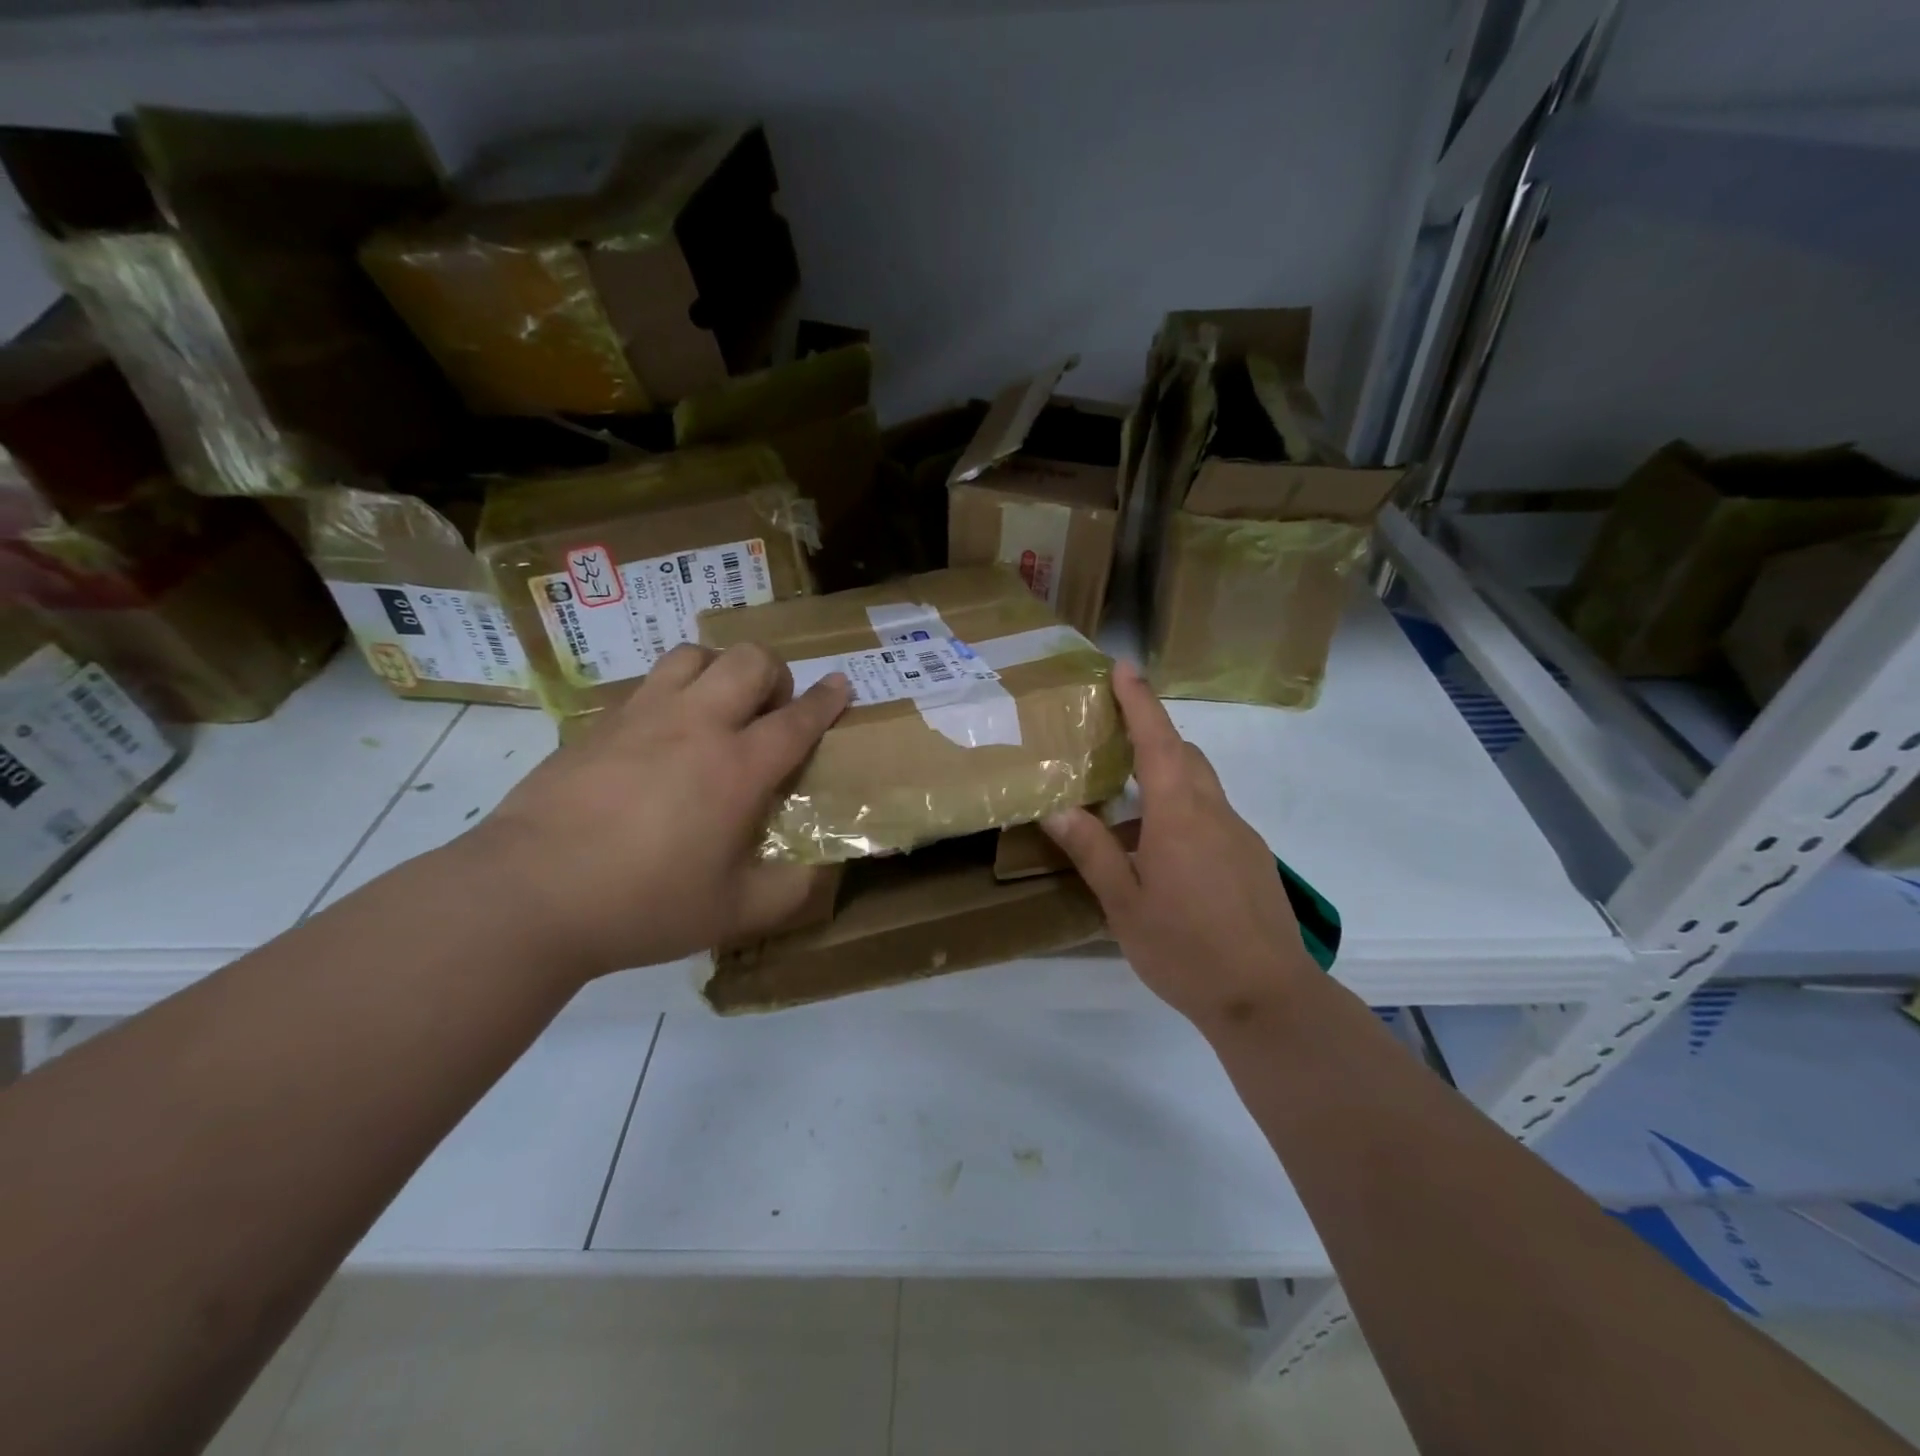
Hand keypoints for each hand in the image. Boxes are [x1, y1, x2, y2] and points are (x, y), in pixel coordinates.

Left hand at [457, 643, 849, 981]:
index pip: (796, 719)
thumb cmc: (642, 904)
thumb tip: (820, 872)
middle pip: (748, 662)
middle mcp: (694, 726)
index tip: (841, 683)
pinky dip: (671, 692)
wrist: (528, 895)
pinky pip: (647, 684)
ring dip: (719, 670)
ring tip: (717, 707)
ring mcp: (641, 717)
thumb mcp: (733, 913)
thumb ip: (790, 890)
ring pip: (693, 656)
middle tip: (770, 712)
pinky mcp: (597, 724)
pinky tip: (661, 735)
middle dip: (774, 674)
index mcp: (736, 768)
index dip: (826, 699)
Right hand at [1041, 660, 1317, 1033]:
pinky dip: (1183, 814)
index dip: (1139, 702)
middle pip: (1185, 756)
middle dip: (1153, 736)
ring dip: (1166, 780)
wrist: (1267, 997)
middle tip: (1114, 740)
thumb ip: (1092, 852)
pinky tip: (1162, 857)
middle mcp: (1215, 813)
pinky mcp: (1253, 860)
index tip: (1123, 668)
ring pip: (1201, 788)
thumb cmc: (1186, 948)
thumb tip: (1058, 809)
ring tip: (1126, 809)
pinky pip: (1213, 818)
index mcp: (1179, 814)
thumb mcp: (1124, 903)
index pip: (1158, 741)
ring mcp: (1240, 836)